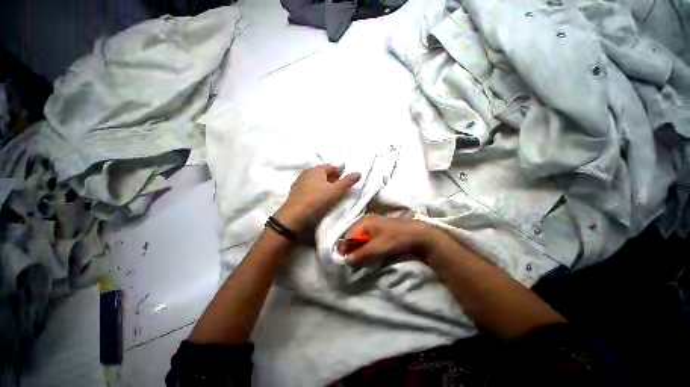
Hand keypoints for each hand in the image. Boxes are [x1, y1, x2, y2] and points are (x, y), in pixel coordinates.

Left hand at [274, 165, 360, 230]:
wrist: (295, 214)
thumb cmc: (318, 200)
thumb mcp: (337, 191)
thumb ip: (348, 181)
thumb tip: (358, 173)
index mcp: (317, 169)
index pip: (332, 167)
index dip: (340, 173)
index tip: (344, 182)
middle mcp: (307, 172)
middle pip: (323, 173)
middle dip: (332, 179)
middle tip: (338, 189)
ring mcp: (299, 181)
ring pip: (315, 180)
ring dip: (323, 184)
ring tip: (328, 194)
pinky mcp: (295, 190)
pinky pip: (309, 187)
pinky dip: (315, 190)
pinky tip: (317, 198)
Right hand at [341, 214, 439, 265]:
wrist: (418, 235)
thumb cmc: (396, 238)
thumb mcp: (378, 247)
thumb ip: (361, 253)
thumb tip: (346, 260)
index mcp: (365, 222)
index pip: (349, 235)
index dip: (344, 247)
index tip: (343, 259)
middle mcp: (367, 221)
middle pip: (354, 236)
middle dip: (351, 248)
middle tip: (351, 261)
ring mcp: (374, 224)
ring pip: (361, 237)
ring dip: (358, 248)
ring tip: (358, 259)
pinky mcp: (380, 229)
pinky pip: (368, 238)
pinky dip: (366, 246)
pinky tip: (367, 253)